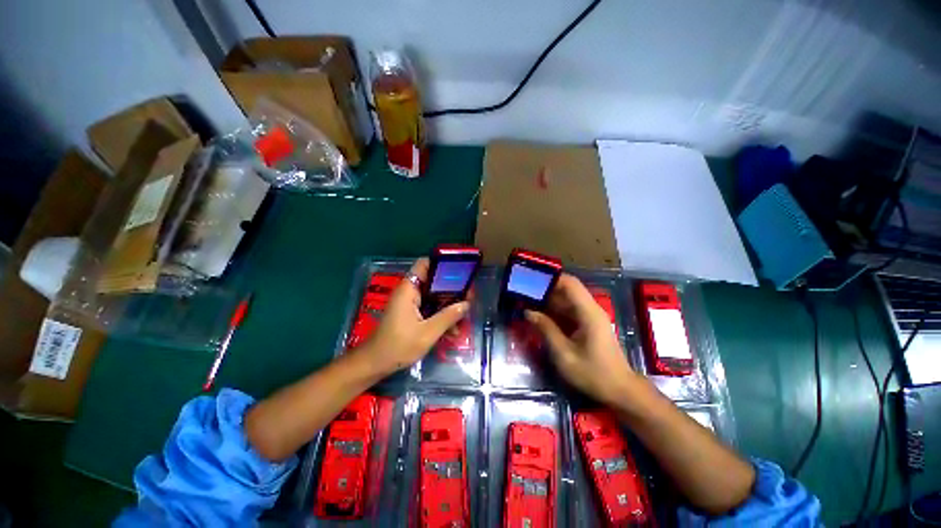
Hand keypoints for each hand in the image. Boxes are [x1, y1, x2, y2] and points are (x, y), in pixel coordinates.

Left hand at [363, 258, 468, 373]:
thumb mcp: (427, 333)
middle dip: (451, 288)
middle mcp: (409, 291)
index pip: (425, 264)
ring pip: (433, 296)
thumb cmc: (398, 346)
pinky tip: (453, 328)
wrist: (375, 364)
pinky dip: (440, 314)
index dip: (442, 264)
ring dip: (448, 304)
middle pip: (433, 280)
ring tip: (464, 315)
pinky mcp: (411, 313)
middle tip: (468, 296)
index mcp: (409, 289)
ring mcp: (410, 302)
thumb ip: (448, 316)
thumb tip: (467, 303)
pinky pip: (429, 307)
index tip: (460, 272)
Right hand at [525, 274, 639, 405]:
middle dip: (545, 290)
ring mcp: (590, 317)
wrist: (620, 391)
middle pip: (567, 290)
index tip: (531, 280)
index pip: (570, 283)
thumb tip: (528, 312)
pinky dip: (554, 312)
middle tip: (523, 293)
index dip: (551, 278)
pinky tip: (539, 316)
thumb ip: (546, 329)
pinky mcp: (588, 325)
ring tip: (526, 302)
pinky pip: (569, 311)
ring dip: (548, 301)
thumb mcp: (564, 354)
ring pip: (566, 301)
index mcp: (588, 312)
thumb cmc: (593, 373)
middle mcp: (590, 309)